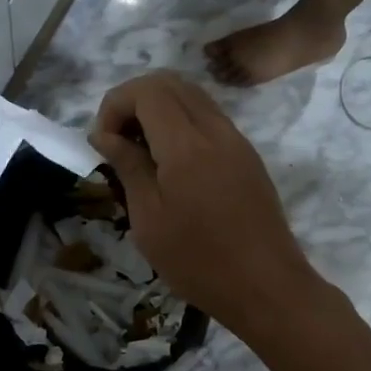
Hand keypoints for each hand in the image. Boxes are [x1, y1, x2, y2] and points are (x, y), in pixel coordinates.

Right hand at [88, 72, 318, 333]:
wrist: (268, 288)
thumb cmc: (198, 261)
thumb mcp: (149, 219)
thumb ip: (128, 166)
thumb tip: (104, 134)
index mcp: (187, 144)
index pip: (146, 90)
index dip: (115, 104)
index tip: (103, 143)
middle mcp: (215, 129)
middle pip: (170, 82)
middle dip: (134, 101)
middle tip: (118, 141)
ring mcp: (236, 140)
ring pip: (192, 96)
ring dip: (159, 110)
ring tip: (141, 152)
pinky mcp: (247, 155)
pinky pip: (209, 118)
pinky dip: (181, 123)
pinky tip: (171, 163)